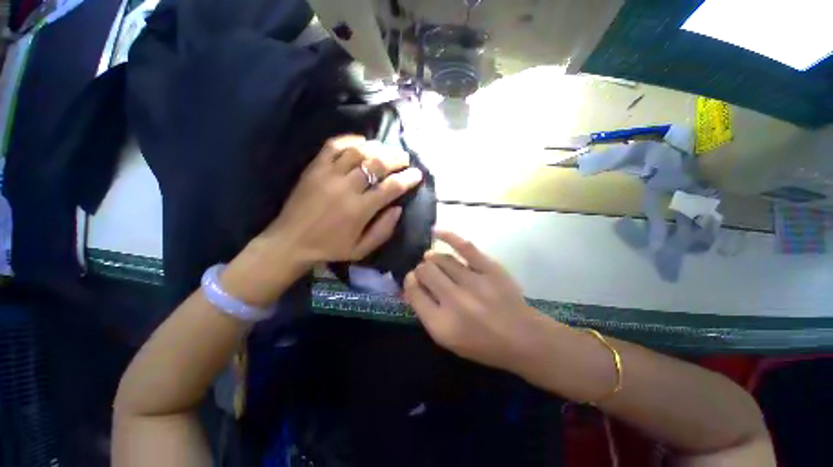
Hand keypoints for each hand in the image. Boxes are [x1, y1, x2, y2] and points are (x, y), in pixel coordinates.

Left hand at [224, 135, 422, 305]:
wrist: (290, 242)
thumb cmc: (330, 248)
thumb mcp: (362, 250)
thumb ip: (383, 230)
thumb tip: (398, 208)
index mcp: (360, 210)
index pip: (391, 187)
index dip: (408, 178)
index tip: (418, 174)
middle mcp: (346, 188)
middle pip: (377, 164)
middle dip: (396, 158)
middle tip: (405, 159)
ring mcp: (328, 175)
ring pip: (358, 152)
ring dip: (377, 148)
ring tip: (386, 150)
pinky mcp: (314, 168)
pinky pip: (333, 146)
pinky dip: (350, 140)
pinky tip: (361, 142)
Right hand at [403, 230, 541, 373]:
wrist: (522, 338)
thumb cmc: (482, 343)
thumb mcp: (448, 339)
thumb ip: (425, 312)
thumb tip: (409, 286)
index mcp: (442, 324)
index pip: (414, 292)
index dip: (409, 282)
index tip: (412, 280)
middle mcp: (455, 301)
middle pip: (425, 272)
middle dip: (421, 270)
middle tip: (426, 273)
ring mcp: (474, 282)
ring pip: (441, 259)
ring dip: (432, 258)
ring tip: (432, 260)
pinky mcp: (489, 268)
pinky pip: (464, 246)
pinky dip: (448, 236)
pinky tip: (436, 232)